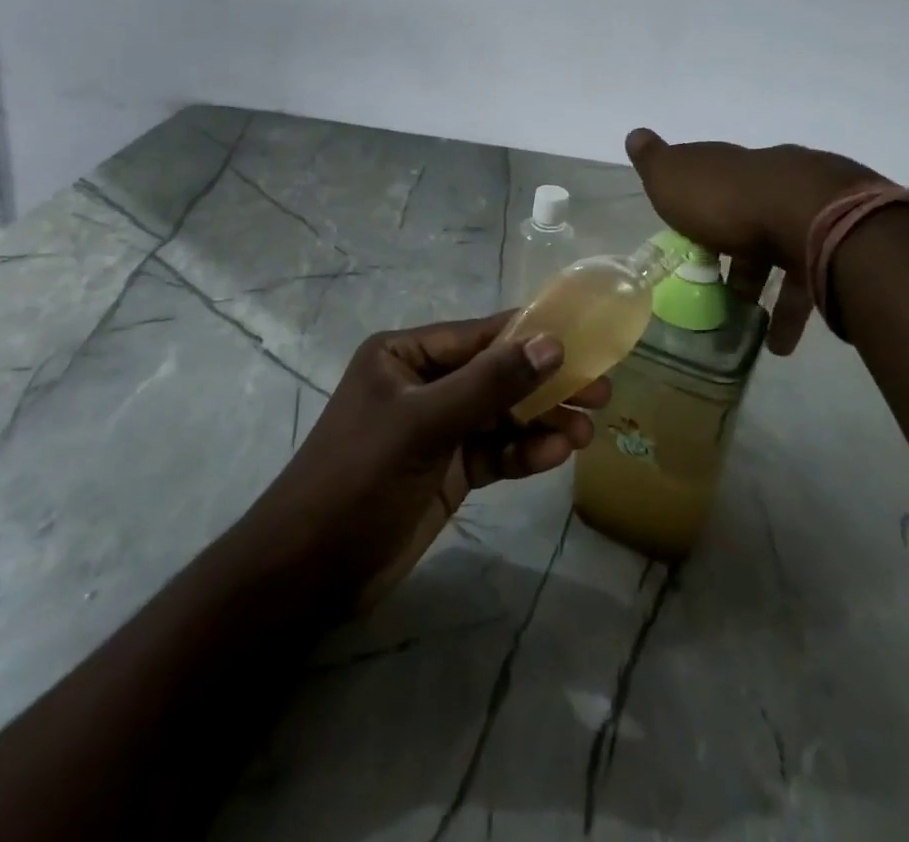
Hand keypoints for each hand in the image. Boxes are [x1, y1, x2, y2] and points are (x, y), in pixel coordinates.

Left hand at [247, 312, 610, 611]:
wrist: (307, 574)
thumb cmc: (357, 479)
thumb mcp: (423, 425)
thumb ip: (489, 384)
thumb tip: (552, 345)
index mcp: (406, 355)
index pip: (481, 335)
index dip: (533, 337)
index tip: (586, 343)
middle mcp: (424, 383)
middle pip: (497, 375)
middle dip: (546, 385)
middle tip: (601, 392)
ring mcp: (437, 429)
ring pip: (502, 415)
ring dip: (542, 422)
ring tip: (586, 433)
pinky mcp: (448, 470)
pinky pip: (495, 451)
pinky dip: (524, 453)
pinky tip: (556, 455)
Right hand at [625, 128, 882, 353]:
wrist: (810, 214)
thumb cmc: (727, 200)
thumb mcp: (674, 178)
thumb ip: (654, 162)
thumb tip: (635, 134)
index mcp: (733, 167)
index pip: (712, 178)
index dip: (698, 206)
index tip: (687, 236)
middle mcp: (772, 181)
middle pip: (749, 216)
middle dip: (734, 252)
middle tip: (717, 288)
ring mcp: (809, 211)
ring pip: (781, 249)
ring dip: (763, 288)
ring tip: (747, 327)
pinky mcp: (836, 245)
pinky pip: (808, 280)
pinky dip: (792, 312)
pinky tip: (780, 342)